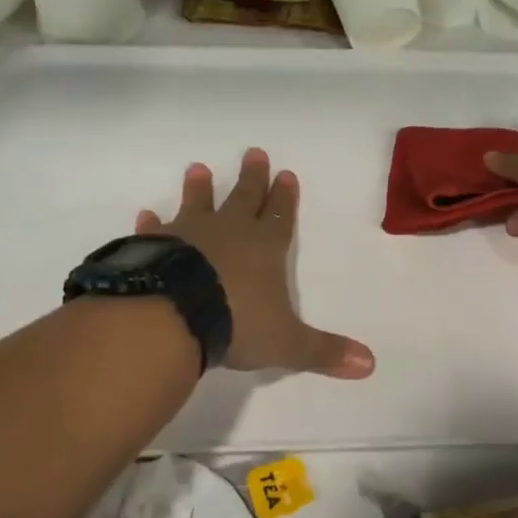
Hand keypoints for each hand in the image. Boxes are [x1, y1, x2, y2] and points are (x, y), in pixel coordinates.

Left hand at [136, 149, 374, 379]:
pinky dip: (153, 223)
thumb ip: (324, 351)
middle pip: (244, 199)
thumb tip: (370, 365)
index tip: (286, 174)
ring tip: (198, 169)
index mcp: (265, 248)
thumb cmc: (236, 323)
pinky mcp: (154, 246)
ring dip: (200, 189)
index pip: (281, 217)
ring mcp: (189, 235)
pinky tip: (147, 214)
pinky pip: (156, 230)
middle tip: (254, 153)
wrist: (173, 316)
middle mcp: (229, 232)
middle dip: (252, 178)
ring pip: (198, 204)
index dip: (285, 198)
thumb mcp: (287, 343)